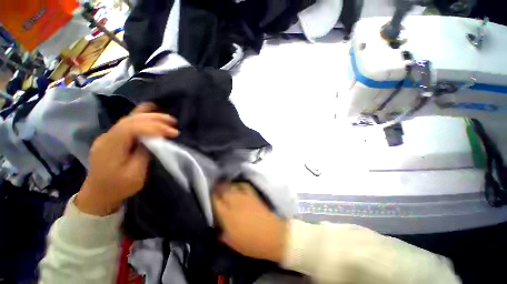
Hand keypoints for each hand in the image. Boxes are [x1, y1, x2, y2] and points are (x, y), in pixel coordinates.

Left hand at [75, 103, 178, 215]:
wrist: (98, 195)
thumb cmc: (118, 187)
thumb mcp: (135, 174)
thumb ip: (144, 154)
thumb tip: (155, 139)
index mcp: (111, 147)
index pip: (133, 128)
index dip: (155, 127)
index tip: (173, 133)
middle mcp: (107, 137)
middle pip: (131, 119)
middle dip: (155, 118)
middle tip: (173, 122)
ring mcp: (108, 135)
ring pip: (129, 118)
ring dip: (150, 116)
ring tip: (167, 118)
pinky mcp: (112, 137)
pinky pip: (128, 123)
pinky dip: (141, 117)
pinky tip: (150, 112)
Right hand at [212, 183, 287, 262]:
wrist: (271, 235)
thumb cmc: (250, 243)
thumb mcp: (231, 242)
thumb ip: (221, 232)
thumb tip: (217, 224)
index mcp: (227, 215)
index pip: (215, 202)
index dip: (211, 198)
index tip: (209, 196)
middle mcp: (234, 202)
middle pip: (223, 190)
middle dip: (217, 188)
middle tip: (214, 188)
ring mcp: (245, 197)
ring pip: (232, 186)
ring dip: (226, 184)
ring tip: (222, 183)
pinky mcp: (253, 194)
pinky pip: (244, 185)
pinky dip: (238, 184)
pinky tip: (236, 184)